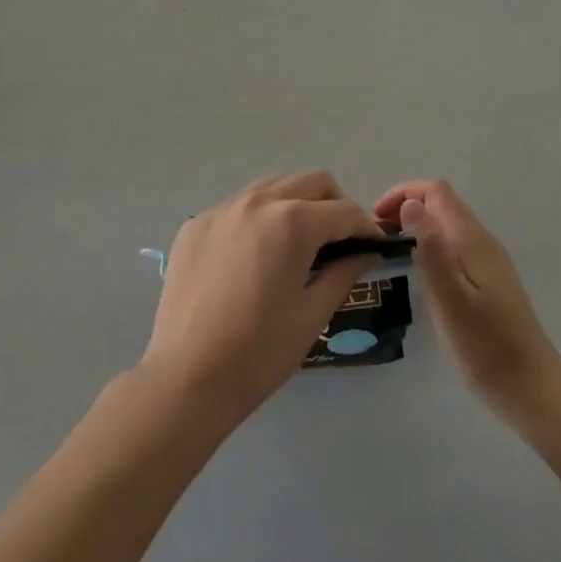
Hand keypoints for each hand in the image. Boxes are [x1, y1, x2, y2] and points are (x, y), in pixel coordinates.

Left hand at [140, 171, 382, 424]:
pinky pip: (239, 206)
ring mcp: (223, 209)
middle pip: (312, 182)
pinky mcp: (196, 225)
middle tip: (340, 241)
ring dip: (296, 203)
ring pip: (274, 185)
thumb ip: (344, 273)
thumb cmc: (259, 353)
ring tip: (298, 242)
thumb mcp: (312, 314)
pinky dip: (258, 219)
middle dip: (335, 205)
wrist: (185, 379)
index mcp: (293, 222)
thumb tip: (365, 253)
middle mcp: (258, 202)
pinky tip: (255, 256)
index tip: (375, 246)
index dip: (366, 228)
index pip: (344, 211)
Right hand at [376, 179, 560, 419]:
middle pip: (442, 203)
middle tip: (378, 237)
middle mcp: (482, 240)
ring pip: (448, 224)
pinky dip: (431, 245)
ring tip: (391, 252)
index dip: (403, 193)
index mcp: (471, 239)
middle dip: (407, 207)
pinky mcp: (490, 279)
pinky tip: (420, 274)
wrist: (531, 387)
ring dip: (418, 226)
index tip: (376, 219)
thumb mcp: (449, 298)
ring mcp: (489, 260)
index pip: (435, 191)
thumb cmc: (485, 346)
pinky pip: (455, 244)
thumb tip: (410, 204)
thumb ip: (430, 249)